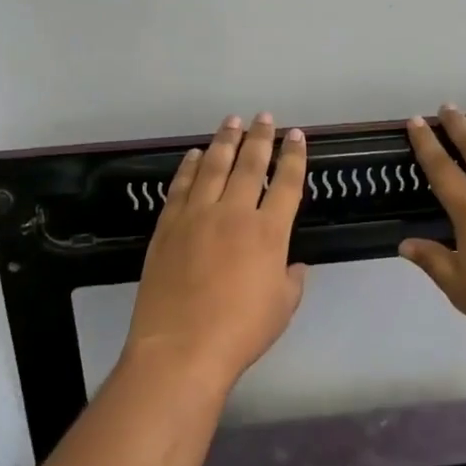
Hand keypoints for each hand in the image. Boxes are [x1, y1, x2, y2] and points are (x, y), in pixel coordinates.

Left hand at [123, 114, 307, 393]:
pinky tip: (195, 155)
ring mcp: (197, 216)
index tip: (297, 136)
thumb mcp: (281, 308)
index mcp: (269, 232)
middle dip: (260, 138)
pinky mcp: (168, 226)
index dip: (295, 157)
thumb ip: (291, 280)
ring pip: (214, 167)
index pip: (287, 184)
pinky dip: (189, 167)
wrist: (181, 348)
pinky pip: (181, 187)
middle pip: (250, 165)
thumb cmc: (240, 332)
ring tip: (232, 121)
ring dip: (225, 141)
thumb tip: (294, 265)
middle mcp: (234, 214)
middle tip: (264, 117)